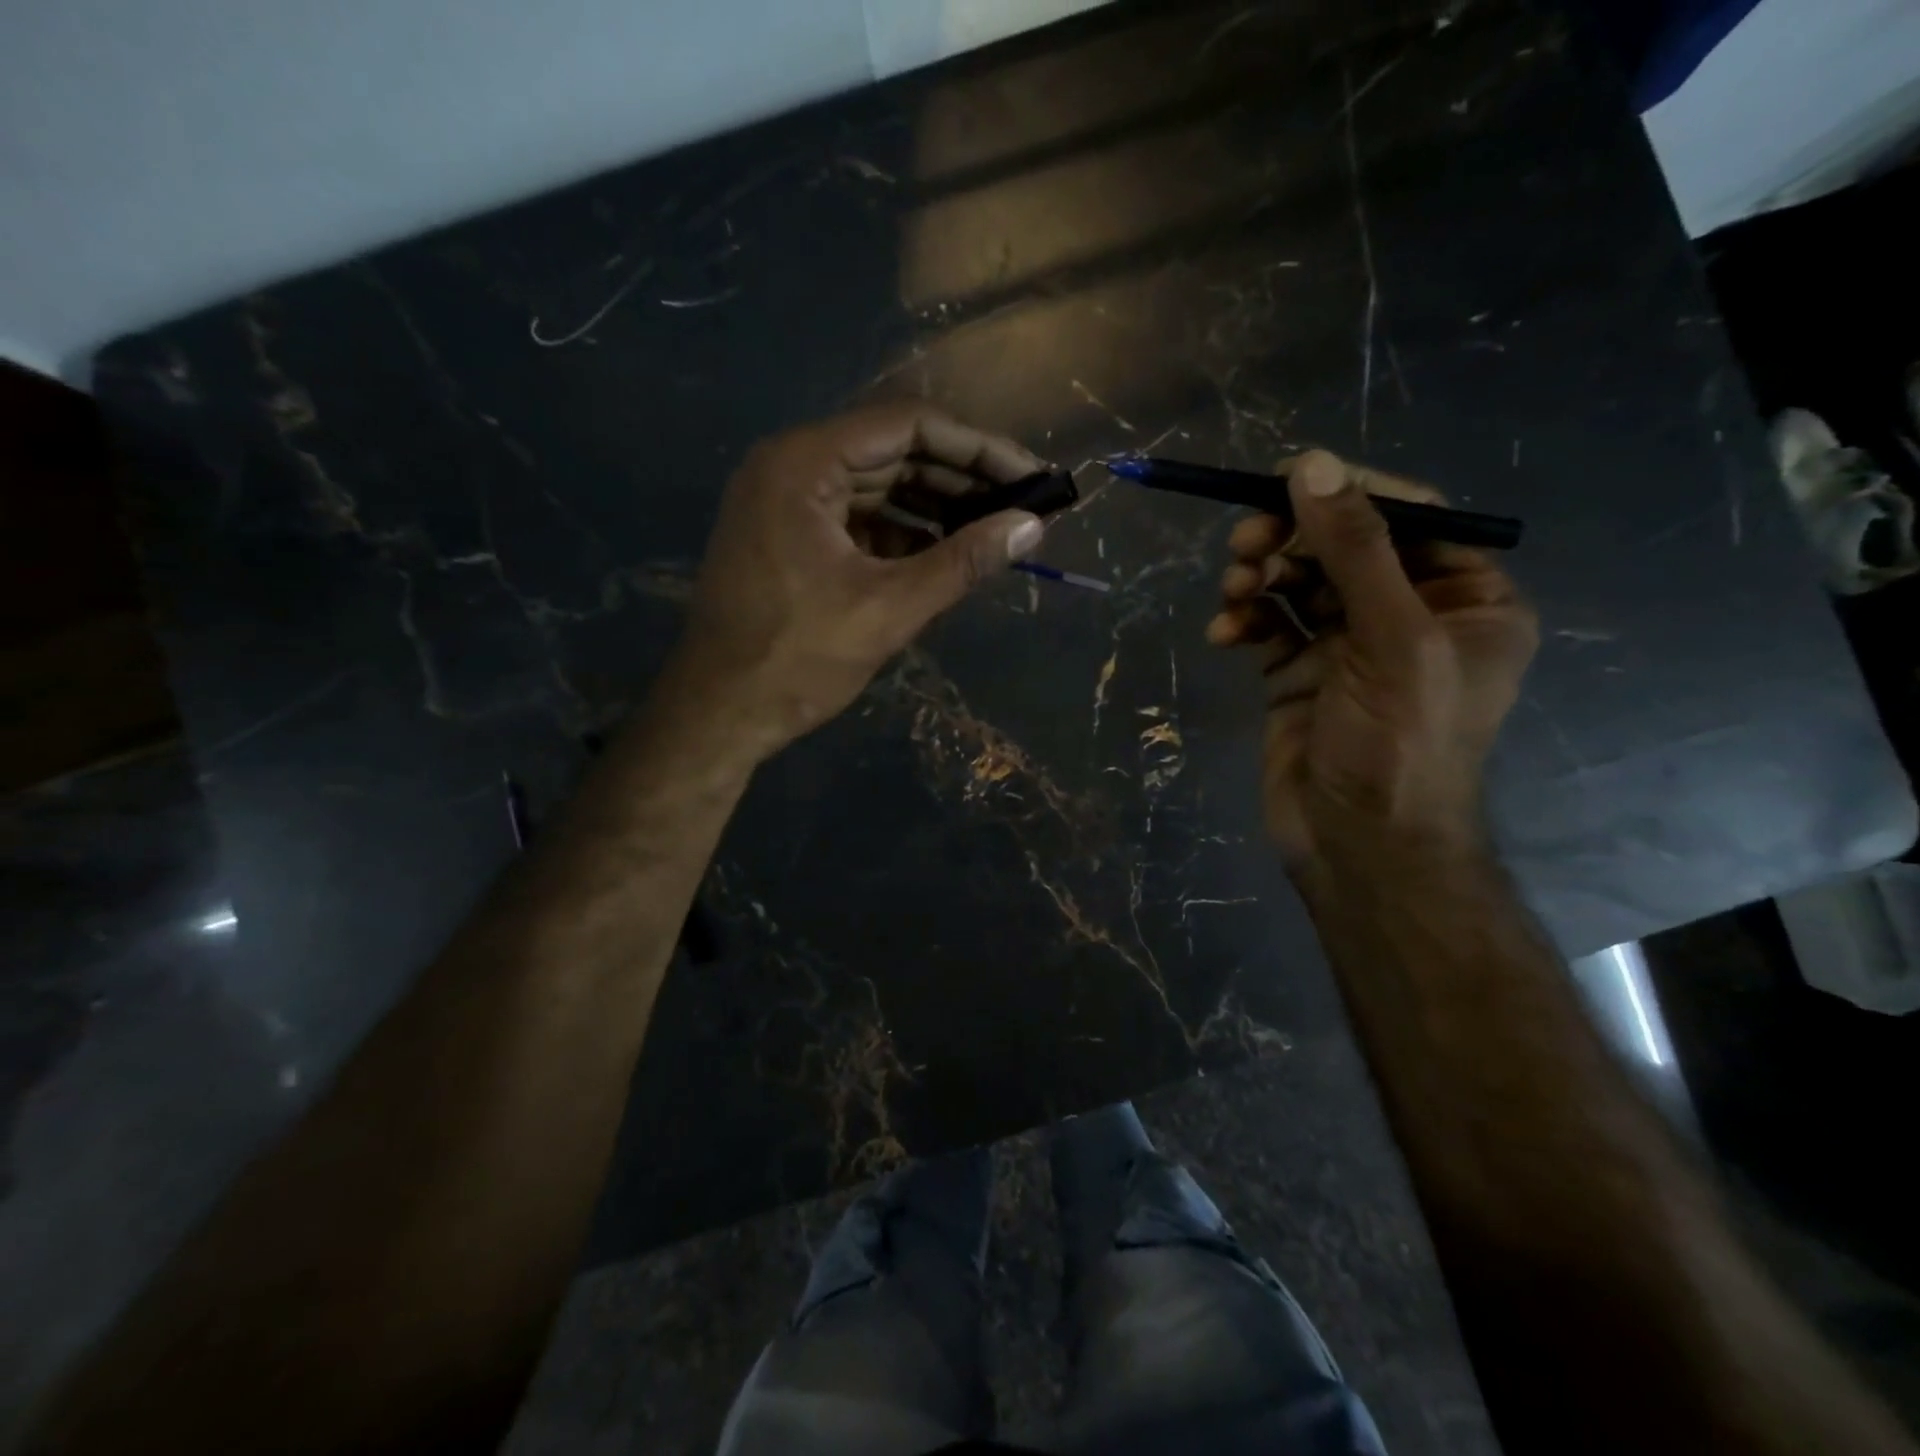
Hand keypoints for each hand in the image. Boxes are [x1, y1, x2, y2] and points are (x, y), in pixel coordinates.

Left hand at [663, 403, 1046, 763]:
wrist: (717, 714)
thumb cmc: (797, 660)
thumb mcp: (889, 609)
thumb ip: (963, 561)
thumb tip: (1032, 527)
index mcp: (804, 463)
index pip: (907, 425)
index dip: (976, 448)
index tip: (1028, 476)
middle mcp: (790, 465)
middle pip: (892, 451)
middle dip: (959, 479)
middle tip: (1019, 507)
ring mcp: (785, 501)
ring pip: (876, 486)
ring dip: (934, 507)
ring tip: (991, 532)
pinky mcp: (788, 536)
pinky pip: (856, 518)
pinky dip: (901, 533)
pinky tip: (943, 555)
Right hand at [1206, 450, 1537, 872]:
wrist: (1358, 847)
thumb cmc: (1398, 745)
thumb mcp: (1391, 639)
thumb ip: (1355, 550)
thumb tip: (1311, 463)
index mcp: (1466, 598)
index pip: (1409, 516)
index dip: (1348, 492)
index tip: (1284, 479)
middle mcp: (1411, 614)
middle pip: (1343, 545)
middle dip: (1290, 539)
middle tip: (1244, 543)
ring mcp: (1350, 646)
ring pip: (1299, 582)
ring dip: (1260, 578)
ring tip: (1233, 593)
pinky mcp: (1300, 673)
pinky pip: (1270, 625)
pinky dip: (1244, 620)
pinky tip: (1224, 633)